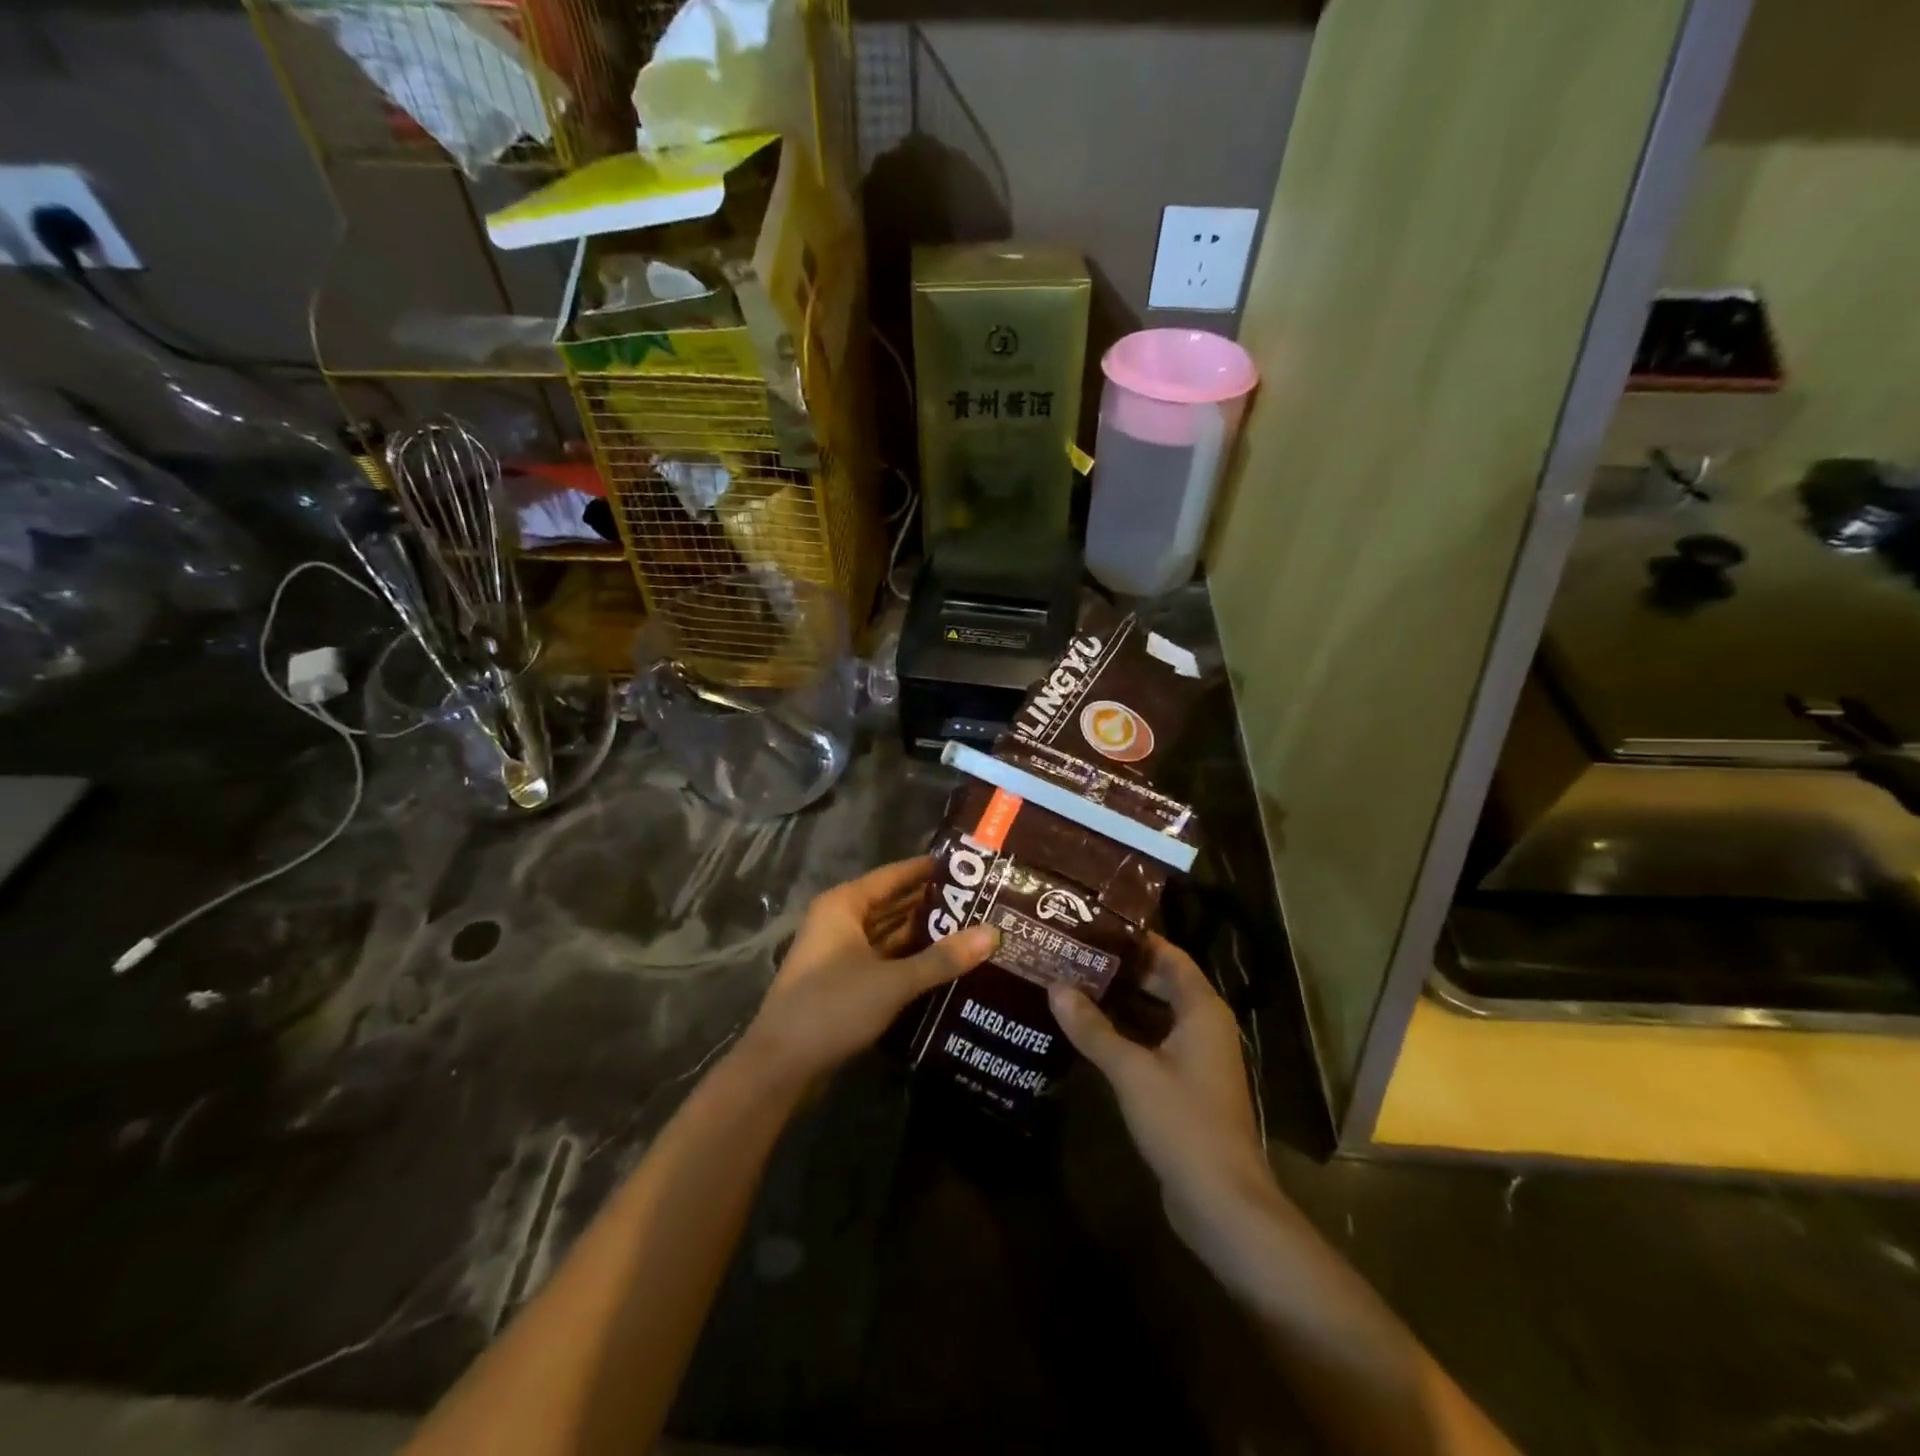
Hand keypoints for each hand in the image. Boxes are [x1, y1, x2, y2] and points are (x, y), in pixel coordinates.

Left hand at [742, 857, 998, 1086]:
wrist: (780, 1065)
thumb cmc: (833, 1007)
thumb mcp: (893, 981)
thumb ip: (943, 958)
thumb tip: (993, 933)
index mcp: (844, 905)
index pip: (894, 875)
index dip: (929, 870)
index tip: (968, 867)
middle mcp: (839, 921)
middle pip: (892, 904)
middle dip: (932, 906)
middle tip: (980, 903)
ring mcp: (839, 953)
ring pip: (888, 935)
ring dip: (922, 936)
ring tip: (970, 931)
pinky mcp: (842, 982)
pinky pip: (882, 960)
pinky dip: (908, 960)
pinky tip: (943, 966)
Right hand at [1048, 935, 1272, 1247]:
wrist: (1222, 1202)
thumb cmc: (1183, 1122)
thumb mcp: (1130, 1070)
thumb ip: (1092, 1028)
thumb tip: (1055, 987)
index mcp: (1202, 1009)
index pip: (1169, 955)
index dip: (1135, 940)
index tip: (1094, 926)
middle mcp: (1204, 1026)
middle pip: (1161, 983)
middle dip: (1120, 970)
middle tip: (1073, 954)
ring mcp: (1197, 1058)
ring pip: (1155, 1015)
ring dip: (1120, 1002)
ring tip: (1073, 985)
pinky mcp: (1186, 1086)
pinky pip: (1153, 1043)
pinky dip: (1126, 1033)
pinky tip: (1089, 1032)